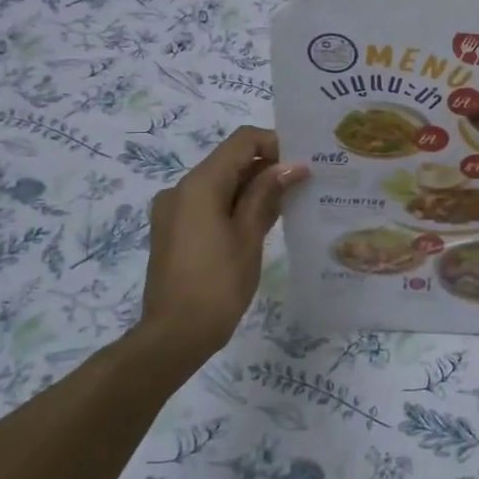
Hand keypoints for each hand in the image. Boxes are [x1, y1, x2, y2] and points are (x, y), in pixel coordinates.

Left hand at [139, 126, 305, 362]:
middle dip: (267, 167)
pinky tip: (262, 224)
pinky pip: (209, 204)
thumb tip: (293, 166)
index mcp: (199, 184)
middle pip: (230, 161)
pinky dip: (235, 205)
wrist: (174, 336)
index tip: (303, 163)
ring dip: (253, 188)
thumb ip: (267, 194)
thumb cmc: (217, 284)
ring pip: (220, 184)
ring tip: (289, 204)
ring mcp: (174, 211)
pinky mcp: (174, 231)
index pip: (242, 141)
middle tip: (304, 183)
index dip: (275, 144)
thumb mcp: (249, 236)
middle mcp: (181, 189)